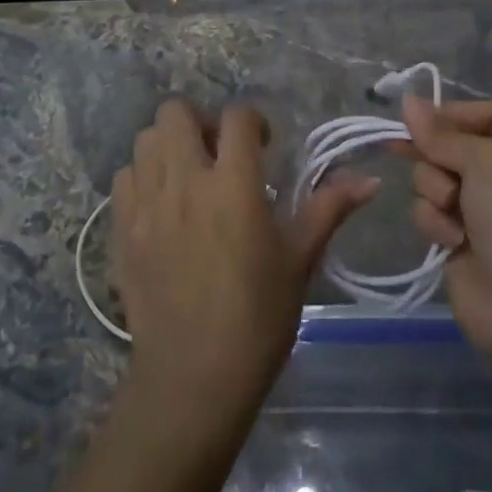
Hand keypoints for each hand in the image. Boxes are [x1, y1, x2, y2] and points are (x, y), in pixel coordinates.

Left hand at [111, 99, 377, 430]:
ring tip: (188, 177)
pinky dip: (142, 177)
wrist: (193, 379)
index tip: (263, 147)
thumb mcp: (299, 260)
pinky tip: (161, 205)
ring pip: (146, 138)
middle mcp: (185, 182)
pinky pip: (125, 177)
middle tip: (218, 154)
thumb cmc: (257, 318)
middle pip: (176, 112)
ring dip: (168, 146)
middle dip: (200, 122)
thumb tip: (370, 179)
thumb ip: (329, 208)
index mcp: (233, 185)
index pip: (237, 117)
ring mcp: (147, 204)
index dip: (252, 122)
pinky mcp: (121, 229)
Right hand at [400, 97, 491, 372]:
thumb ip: (443, 133)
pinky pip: (431, 213)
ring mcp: (485, 212)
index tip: (418, 119)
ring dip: (435, 191)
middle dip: (438, 157)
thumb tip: (408, 101)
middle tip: (421, 160)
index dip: (454, 114)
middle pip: (454, 146)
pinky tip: (452, 241)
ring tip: (453, 212)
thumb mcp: (488, 162)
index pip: (489, 114)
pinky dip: (435, 223)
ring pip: (435, 178)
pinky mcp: (461, 242)